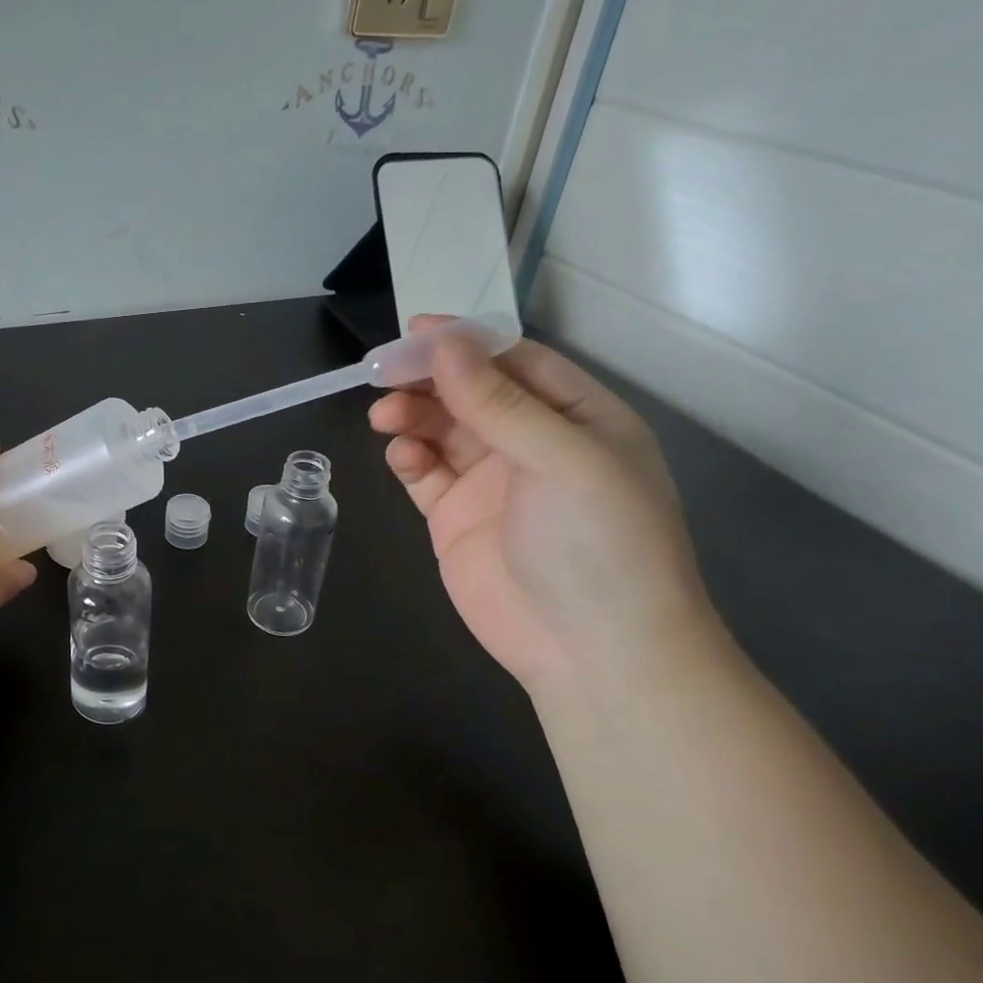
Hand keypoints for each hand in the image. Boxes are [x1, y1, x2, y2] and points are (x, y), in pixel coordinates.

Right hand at [369, 318, 719, 693]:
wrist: (592, 650)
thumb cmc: (598, 542)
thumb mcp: (561, 459)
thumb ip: (499, 402)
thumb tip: (445, 344)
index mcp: (577, 417)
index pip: (515, 362)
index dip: (466, 343)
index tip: (415, 331)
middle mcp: (533, 443)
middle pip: (470, 392)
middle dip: (429, 379)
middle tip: (384, 374)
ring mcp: (491, 482)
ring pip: (442, 429)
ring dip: (412, 415)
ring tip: (384, 415)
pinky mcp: (455, 518)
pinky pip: (424, 473)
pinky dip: (408, 457)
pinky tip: (400, 455)